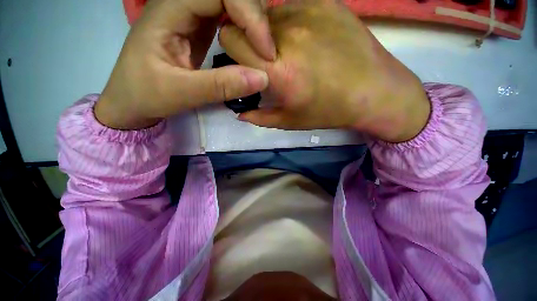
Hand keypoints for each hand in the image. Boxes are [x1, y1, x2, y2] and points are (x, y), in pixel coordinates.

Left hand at [95, 0, 275, 129]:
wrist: (131, 99)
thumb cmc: (146, 94)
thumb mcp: (181, 93)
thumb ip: (221, 86)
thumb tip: (262, 78)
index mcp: (169, 9)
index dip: (249, 15)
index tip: (265, 51)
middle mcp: (181, 3)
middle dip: (255, 17)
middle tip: (268, 50)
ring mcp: (190, 14)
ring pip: (230, 2)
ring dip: (252, 22)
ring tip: (263, 49)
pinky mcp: (198, 28)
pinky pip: (228, 17)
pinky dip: (245, 29)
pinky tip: (252, 46)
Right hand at [220, 1, 430, 142]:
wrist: (375, 92)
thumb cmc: (329, 111)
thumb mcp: (290, 120)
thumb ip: (260, 117)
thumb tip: (240, 113)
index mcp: (278, 69)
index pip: (230, 39)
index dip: (233, 52)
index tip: (246, 66)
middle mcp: (289, 33)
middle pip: (246, 23)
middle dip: (249, 42)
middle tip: (268, 62)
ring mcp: (308, 11)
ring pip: (268, 15)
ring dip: (270, 33)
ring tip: (291, 52)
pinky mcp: (325, 2)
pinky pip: (291, 7)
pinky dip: (290, 23)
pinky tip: (307, 40)